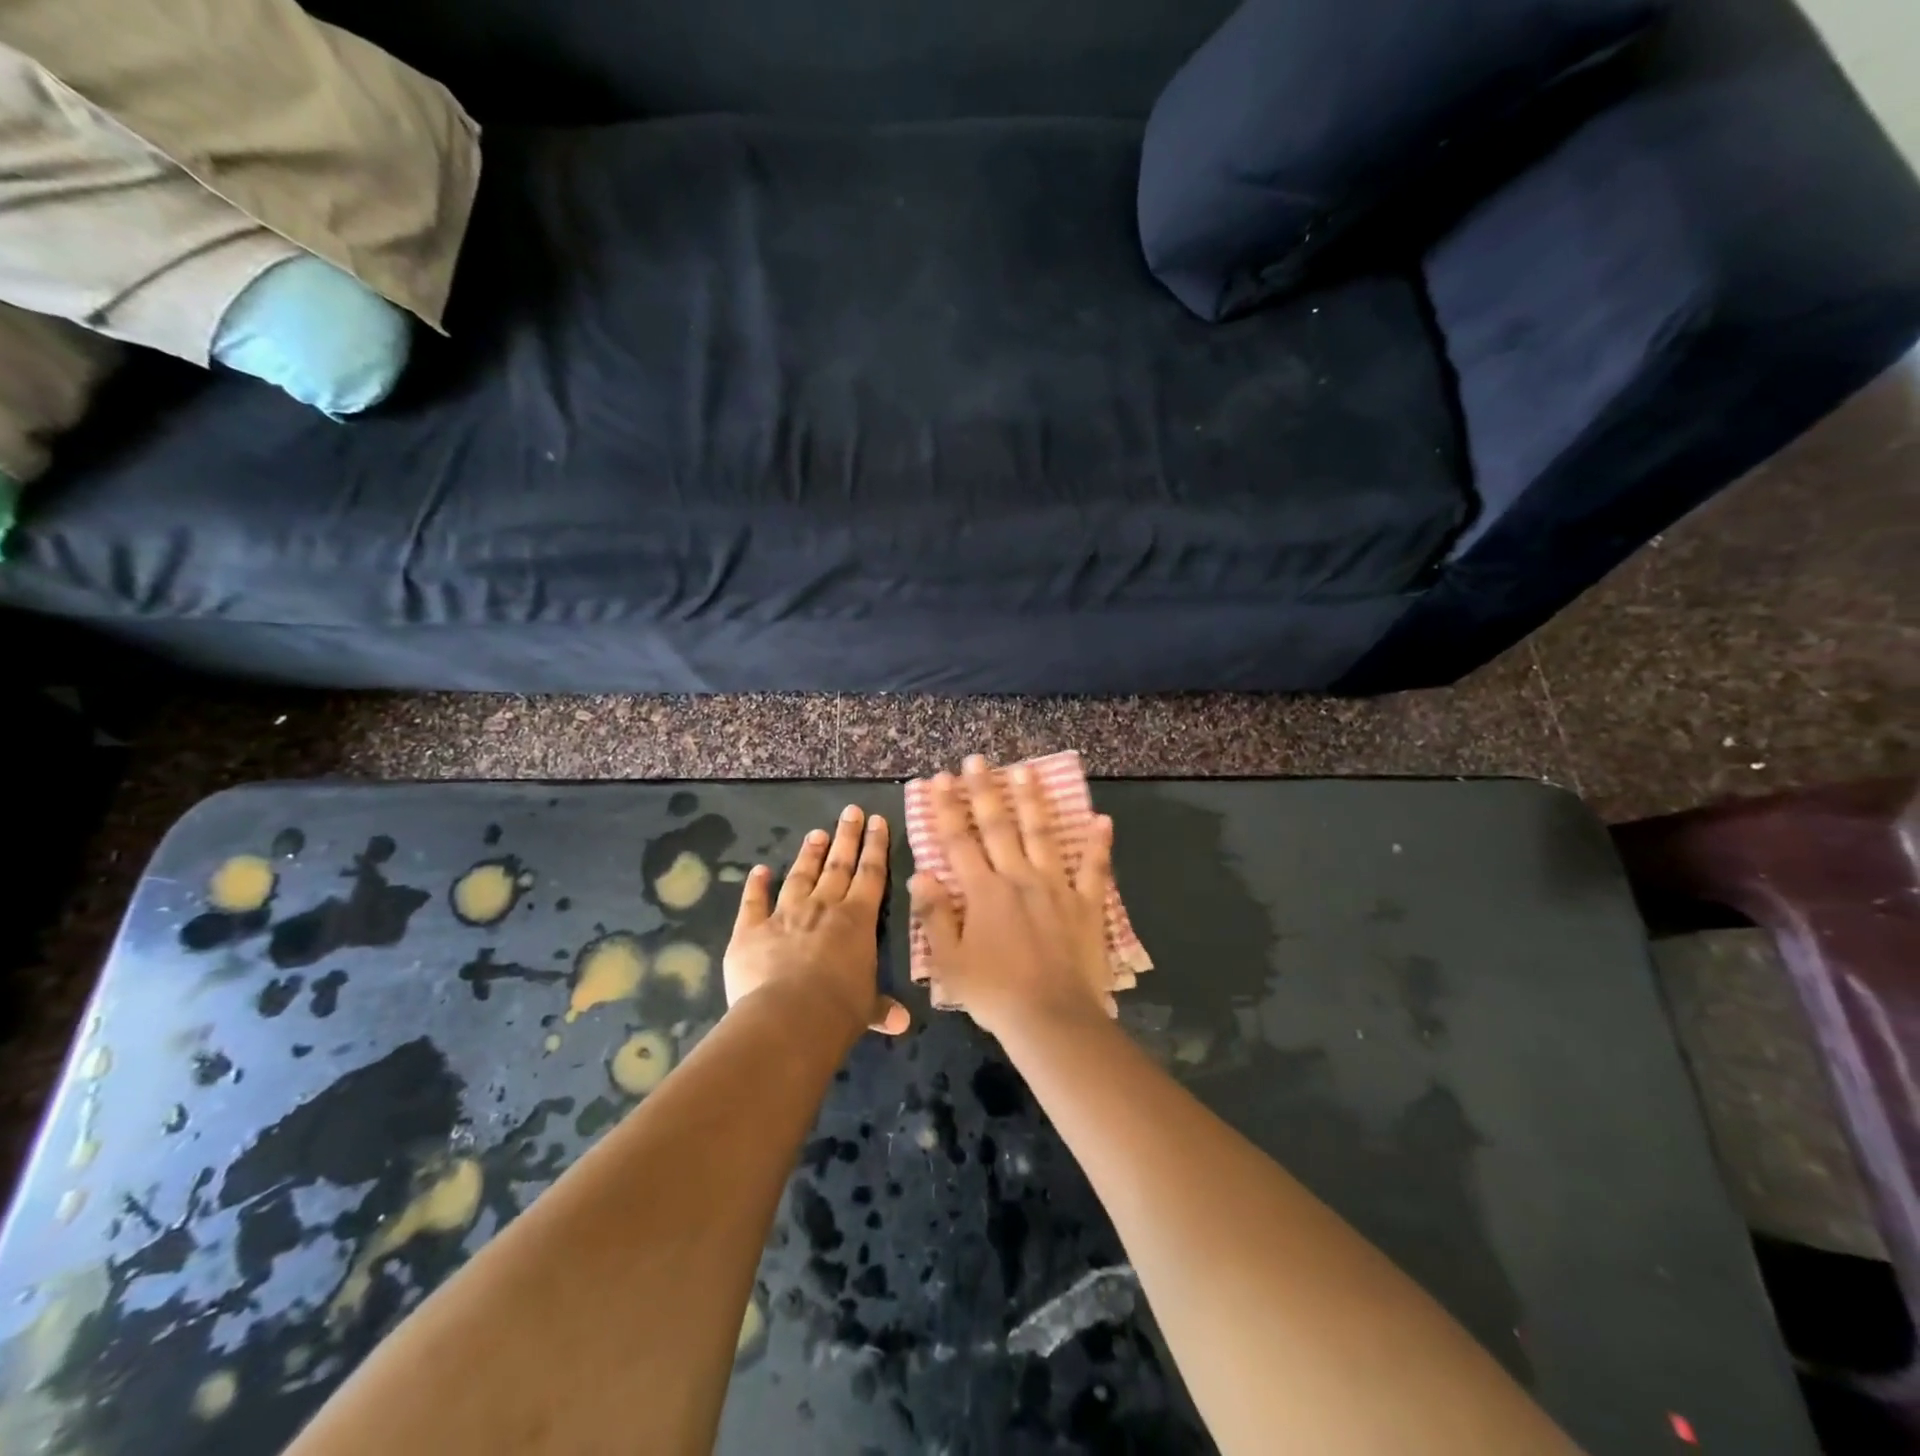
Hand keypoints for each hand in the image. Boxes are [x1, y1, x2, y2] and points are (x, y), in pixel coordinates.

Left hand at [724, 804, 910, 1037]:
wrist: (789, 1017)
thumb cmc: (839, 1010)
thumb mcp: (866, 1008)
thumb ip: (880, 1007)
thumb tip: (902, 1023)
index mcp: (857, 920)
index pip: (871, 874)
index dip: (876, 846)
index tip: (877, 821)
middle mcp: (823, 907)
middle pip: (838, 864)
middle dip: (846, 837)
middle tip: (850, 812)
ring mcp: (785, 914)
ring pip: (800, 876)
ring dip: (809, 854)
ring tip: (816, 833)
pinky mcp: (750, 930)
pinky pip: (753, 902)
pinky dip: (755, 885)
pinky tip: (759, 870)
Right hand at [909, 755, 1115, 1038]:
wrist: (1051, 1018)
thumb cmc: (994, 993)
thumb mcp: (949, 962)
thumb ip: (934, 916)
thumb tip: (920, 876)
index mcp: (983, 892)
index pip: (958, 841)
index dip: (945, 808)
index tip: (936, 779)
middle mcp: (1018, 878)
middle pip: (998, 826)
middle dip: (984, 790)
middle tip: (977, 759)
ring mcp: (1056, 887)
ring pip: (1042, 834)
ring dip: (1032, 801)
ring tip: (1025, 770)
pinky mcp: (1086, 904)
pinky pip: (1094, 869)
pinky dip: (1098, 845)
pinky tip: (1102, 819)